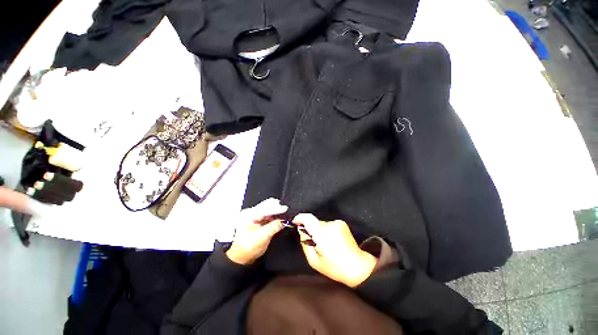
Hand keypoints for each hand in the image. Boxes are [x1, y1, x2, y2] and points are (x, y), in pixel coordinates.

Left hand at [226, 198, 286, 264]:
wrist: (242, 257)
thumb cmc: (248, 248)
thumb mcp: (262, 238)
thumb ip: (273, 227)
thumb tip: (283, 221)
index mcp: (248, 216)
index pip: (264, 209)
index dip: (276, 208)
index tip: (285, 208)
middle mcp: (250, 213)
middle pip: (266, 205)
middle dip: (277, 207)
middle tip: (286, 210)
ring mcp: (254, 216)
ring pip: (268, 208)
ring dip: (276, 210)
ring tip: (285, 213)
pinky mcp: (258, 219)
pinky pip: (268, 213)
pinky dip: (275, 214)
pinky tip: (280, 216)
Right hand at [294, 213, 376, 287]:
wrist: (358, 266)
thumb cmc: (335, 267)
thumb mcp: (314, 261)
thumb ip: (305, 244)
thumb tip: (301, 231)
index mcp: (322, 233)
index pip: (308, 218)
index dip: (300, 218)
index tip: (295, 222)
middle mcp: (330, 224)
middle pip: (315, 223)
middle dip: (312, 230)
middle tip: (314, 243)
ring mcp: (337, 223)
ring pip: (322, 225)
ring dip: (320, 232)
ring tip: (325, 245)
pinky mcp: (342, 224)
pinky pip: (329, 226)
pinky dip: (327, 232)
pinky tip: (332, 242)